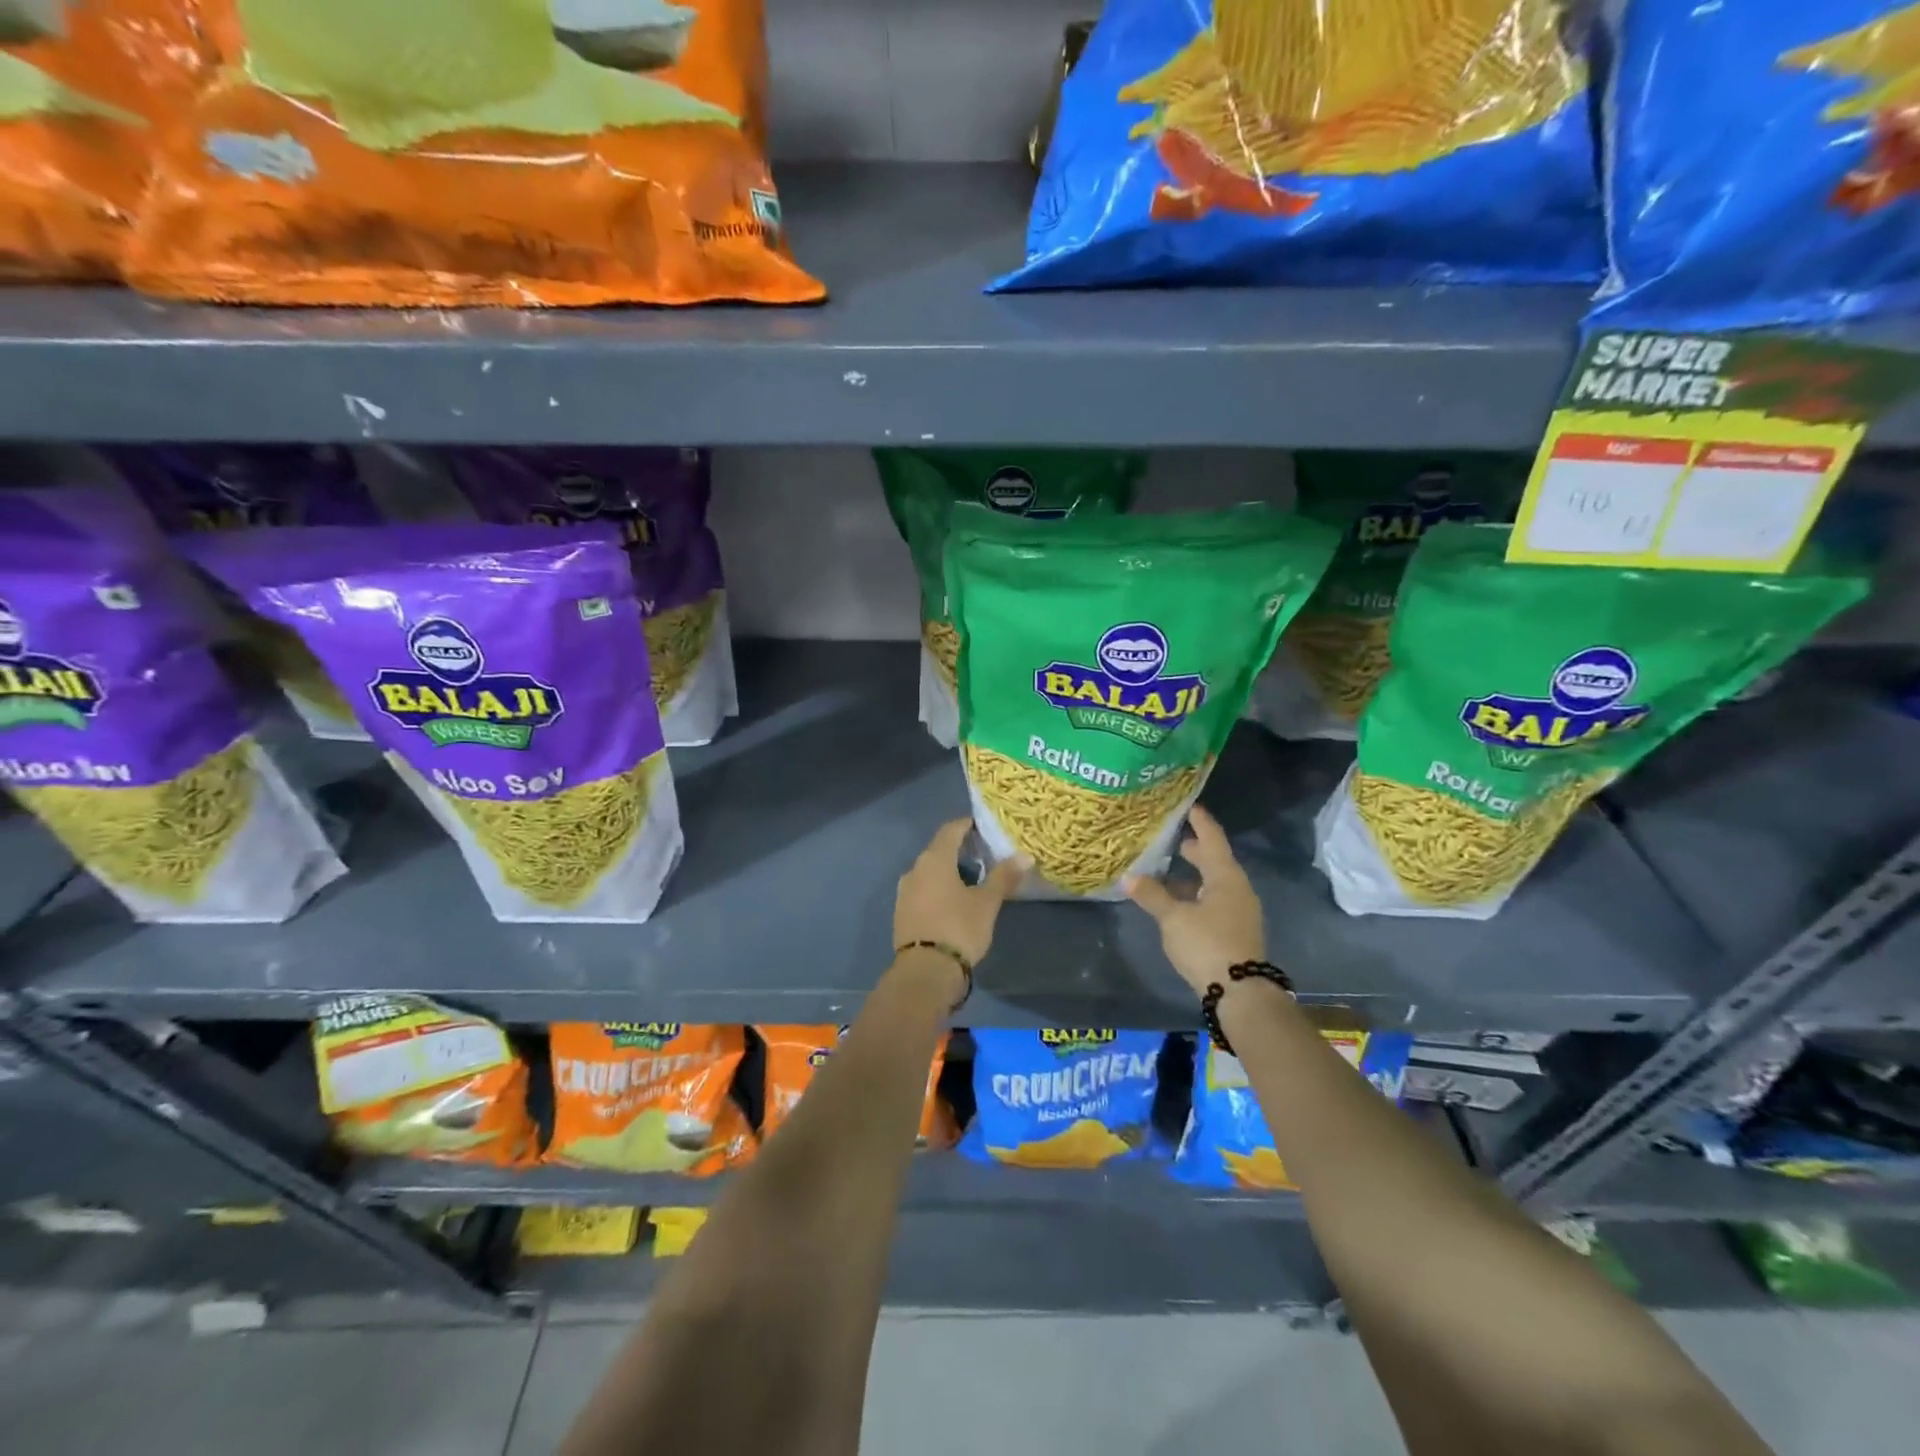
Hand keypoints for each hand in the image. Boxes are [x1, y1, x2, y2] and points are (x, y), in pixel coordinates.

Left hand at [894, 818, 1024, 967]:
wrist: (925, 972)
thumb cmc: (959, 928)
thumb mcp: (987, 903)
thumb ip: (1004, 876)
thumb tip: (1025, 855)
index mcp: (934, 859)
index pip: (951, 830)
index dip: (967, 825)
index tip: (984, 827)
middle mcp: (915, 869)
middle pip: (938, 850)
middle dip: (960, 849)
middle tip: (984, 855)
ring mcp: (904, 892)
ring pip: (929, 872)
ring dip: (948, 871)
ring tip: (971, 880)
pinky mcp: (901, 913)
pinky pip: (923, 890)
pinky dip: (938, 889)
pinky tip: (953, 901)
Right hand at [1123, 805, 1264, 996]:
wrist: (1240, 992)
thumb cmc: (1207, 944)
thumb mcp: (1173, 918)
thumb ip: (1151, 895)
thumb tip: (1128, 877)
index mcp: (1225, 877)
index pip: (1212, 839)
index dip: (1200, 822)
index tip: (1190, 806)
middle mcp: (1237, 888)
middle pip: (1216, 860)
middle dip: (1196, 849)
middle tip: (1175, 838)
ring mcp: (1240, 910)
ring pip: (1215, 882)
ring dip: (1195, 873)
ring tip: (1171, 869)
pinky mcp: (1236, 930)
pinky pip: (1216, 899)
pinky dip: (1198, 892)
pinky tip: (1180, 901)